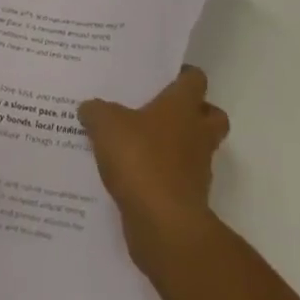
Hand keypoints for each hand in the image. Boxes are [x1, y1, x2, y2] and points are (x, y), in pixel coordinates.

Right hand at [79, 66, 228, 268]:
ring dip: (177, 148)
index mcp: (183, 106)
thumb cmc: (140, 160)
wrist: (163, 225)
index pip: (195, 79)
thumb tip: (89, 107)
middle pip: (211, 115)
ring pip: (196, 150)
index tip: (162, 76)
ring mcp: (197, 169)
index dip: (182, 75)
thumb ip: (96, 111)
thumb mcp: (106, 125)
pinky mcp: (188, 200)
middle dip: (194, 113)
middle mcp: (197, 134)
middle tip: (161, 112)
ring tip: (140, 146)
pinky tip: (133, 178)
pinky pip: (178, 181)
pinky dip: (163, 179)